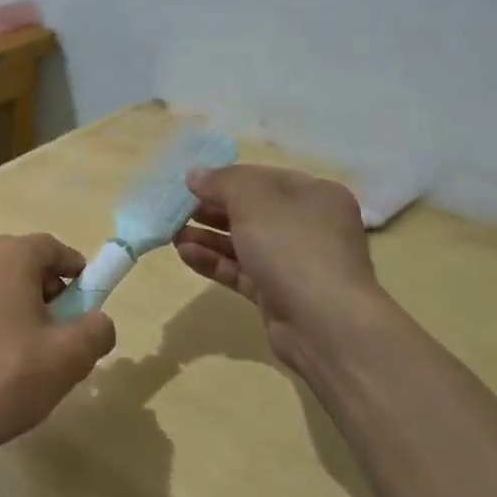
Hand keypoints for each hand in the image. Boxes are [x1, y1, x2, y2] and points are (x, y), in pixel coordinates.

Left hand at [0, 234, 116, 467]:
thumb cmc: (3, 379)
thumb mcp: (68, 358)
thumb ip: (97, 330)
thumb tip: (98, 321)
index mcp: (6, 256)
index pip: (53, 248)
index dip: (78, 273)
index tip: (88, 306)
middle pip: (22, 264)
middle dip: (49, 293)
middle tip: (61, 335)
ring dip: (18, 309)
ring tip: (28, 355)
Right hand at [174, 164, 380, 372]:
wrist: (324, 322)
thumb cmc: (292, 246)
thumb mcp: (253, 199)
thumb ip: (222, 182)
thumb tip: (195, 174)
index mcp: (315, 195)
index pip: (264, 178)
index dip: (227, 178)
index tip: (191, 184)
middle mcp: (309, 226)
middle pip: (253, 211)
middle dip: (214, 208)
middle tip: (177, 209)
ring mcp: (294, 263)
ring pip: (245, 243)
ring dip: (208, 236)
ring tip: (172, 233)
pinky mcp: (278, 294)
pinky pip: (241, 271)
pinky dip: (214, 261)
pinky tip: (184, 254)